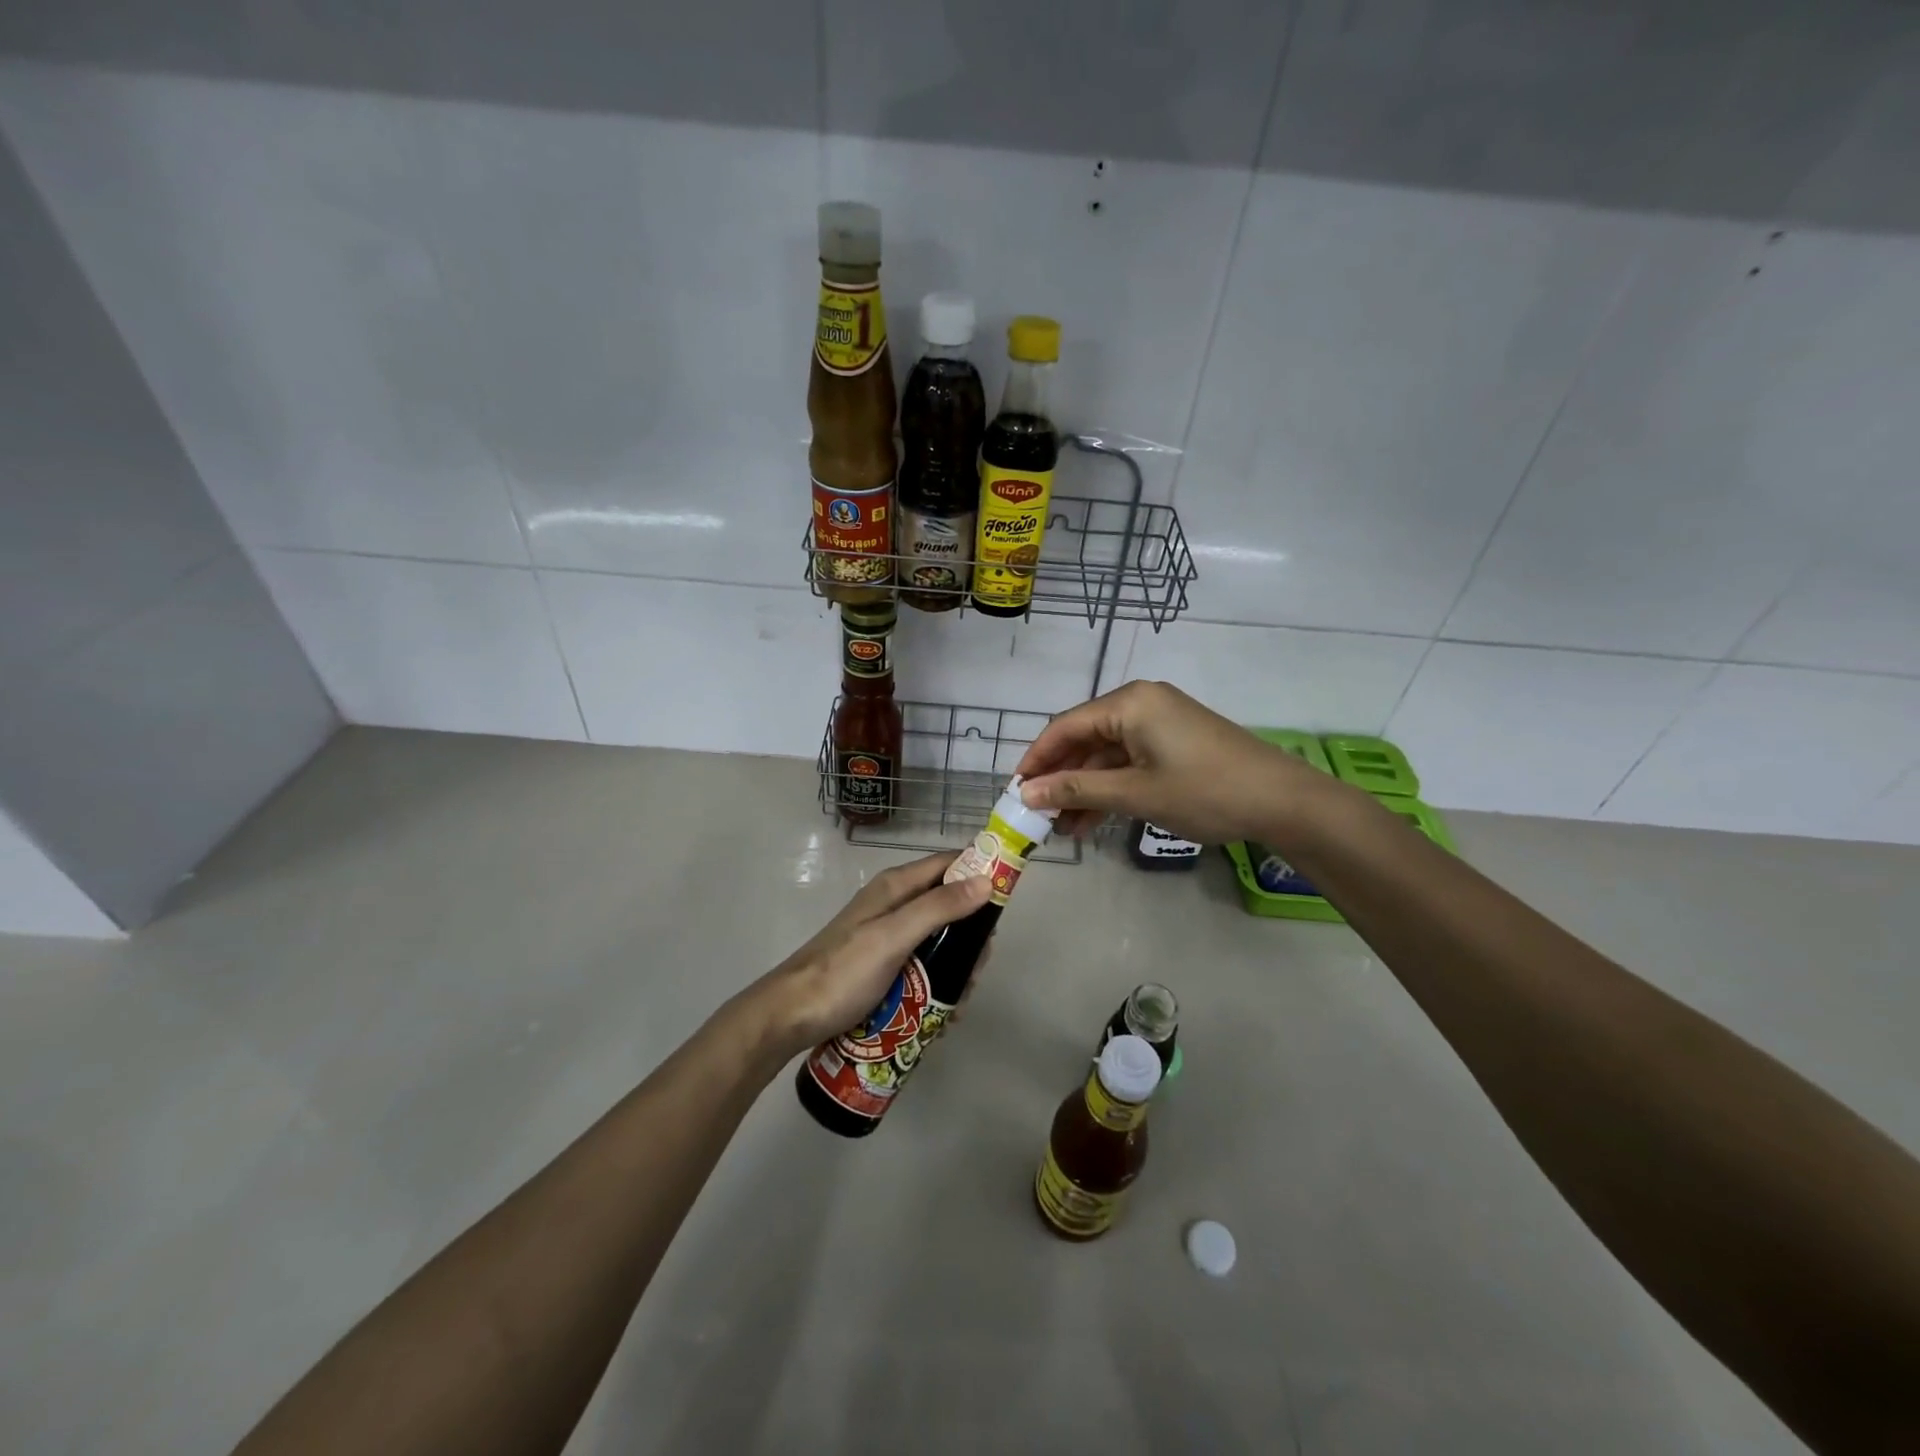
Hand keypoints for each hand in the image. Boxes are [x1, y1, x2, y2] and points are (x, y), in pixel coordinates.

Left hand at [740, 853, 991, 1060]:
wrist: (788, 1017)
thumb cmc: (841, 974)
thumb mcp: (892, 938)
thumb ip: (938, 908)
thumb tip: (986, 879)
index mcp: (895, 887)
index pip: (948, 864)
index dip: (979, 871)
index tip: (1007, 898)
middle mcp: (893, 904)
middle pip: (948, 905)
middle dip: (971, 935)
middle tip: (977, 970)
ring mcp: (886, 936)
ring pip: (938, 940)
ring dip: (955, 966)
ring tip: (958, 1002)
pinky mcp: (882, 965)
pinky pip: (922, 965)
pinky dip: (936, 984)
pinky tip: (939, 1014)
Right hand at [1016, 679, 1329, 843]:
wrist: (1282, 801)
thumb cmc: (1203, 791)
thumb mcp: (1134, 793)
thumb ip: (1076, 789)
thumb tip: (1025, 793)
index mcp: (1128, 703)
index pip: (1065, 726)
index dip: (1037, 759)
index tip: (1015, 792)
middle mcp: (1140, 703)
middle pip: (1084, 738)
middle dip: (1060, 778)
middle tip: (1038, 815)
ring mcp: (1159, 722)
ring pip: (1106, 753)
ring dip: (1084, 788)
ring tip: (1063, 828)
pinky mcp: (1174, 741)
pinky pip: (1129, 760)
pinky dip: (1111, 787)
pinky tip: (1092, 820)